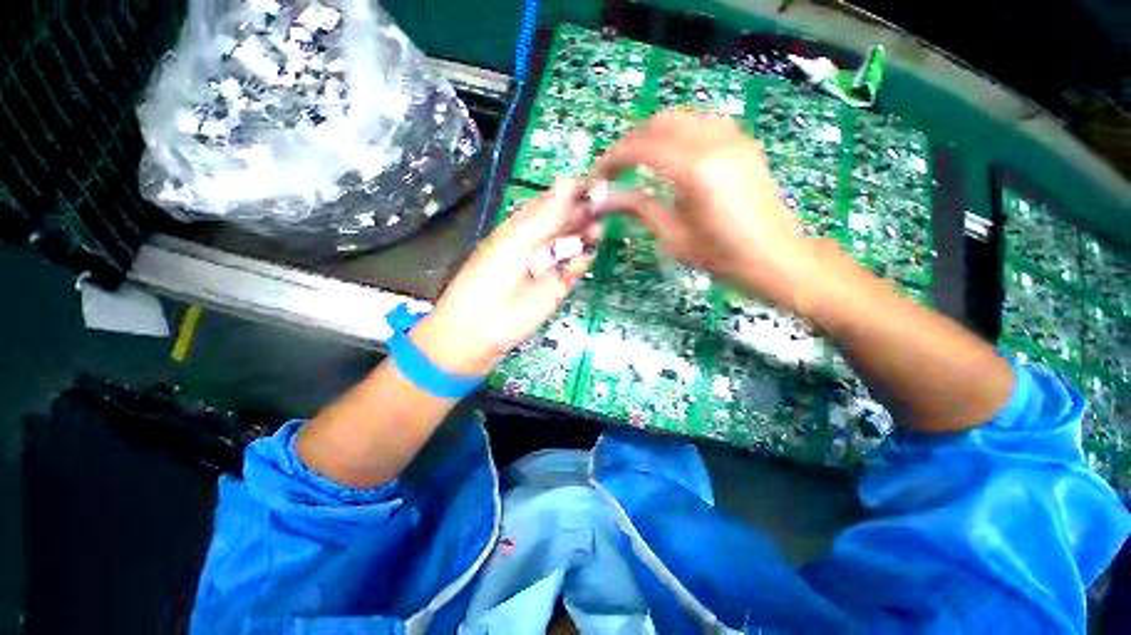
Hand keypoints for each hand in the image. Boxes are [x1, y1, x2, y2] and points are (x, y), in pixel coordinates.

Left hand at [411, 180, 600, 376]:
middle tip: (599, 207)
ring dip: (584, 236)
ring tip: (596, 229)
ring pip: (572, 246)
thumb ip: (546, 216)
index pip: (548, 204)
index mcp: (520, 227)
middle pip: (564, 224)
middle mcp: (536, 244)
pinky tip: (584, 256)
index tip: (590, 184)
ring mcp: (548, 266)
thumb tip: (569, 181)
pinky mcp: (558, 287)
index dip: (568, 194)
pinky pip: (574, 270)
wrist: (484, 325)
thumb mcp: (517, 240)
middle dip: (580, 214)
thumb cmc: (492, 275)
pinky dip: (581, 262)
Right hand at [592, 110, 814, 309]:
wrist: (774, 257)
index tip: (597, 176)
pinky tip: (671, 159)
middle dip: (630, 143)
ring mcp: (734, 137)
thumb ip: (639, 208)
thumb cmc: (720, 256)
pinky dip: (677, 135)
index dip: (612, 159)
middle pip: (659, 122)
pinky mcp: (743, 142)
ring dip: (653, 136)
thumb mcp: (673, 237)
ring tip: (639, 164)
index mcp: (695, 170)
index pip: (641, 147)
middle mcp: (716, 142)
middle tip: (615, 171)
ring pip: (681, 118)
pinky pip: (702, 123)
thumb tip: (606, 199)